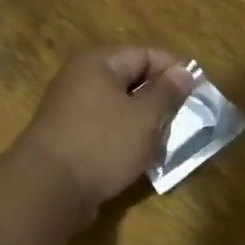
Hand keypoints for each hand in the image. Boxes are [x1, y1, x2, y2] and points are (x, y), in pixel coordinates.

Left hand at [17, 48, 193, 226]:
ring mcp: (70, 110)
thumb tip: (183, 72)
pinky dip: (124, 140)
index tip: (196, 94)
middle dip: (158, 100)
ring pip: (118, 108)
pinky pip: (104, 129)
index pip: (145, 54)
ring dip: (142, 123)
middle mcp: (80, 80)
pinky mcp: (68, 138)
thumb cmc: (102, 144)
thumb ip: (167, 93)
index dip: (173, 71)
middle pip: (130, 80)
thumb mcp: (145, 117)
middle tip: (181, 121)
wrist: (48, 189)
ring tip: (162, 143)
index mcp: (98, 63)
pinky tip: (138, 158)